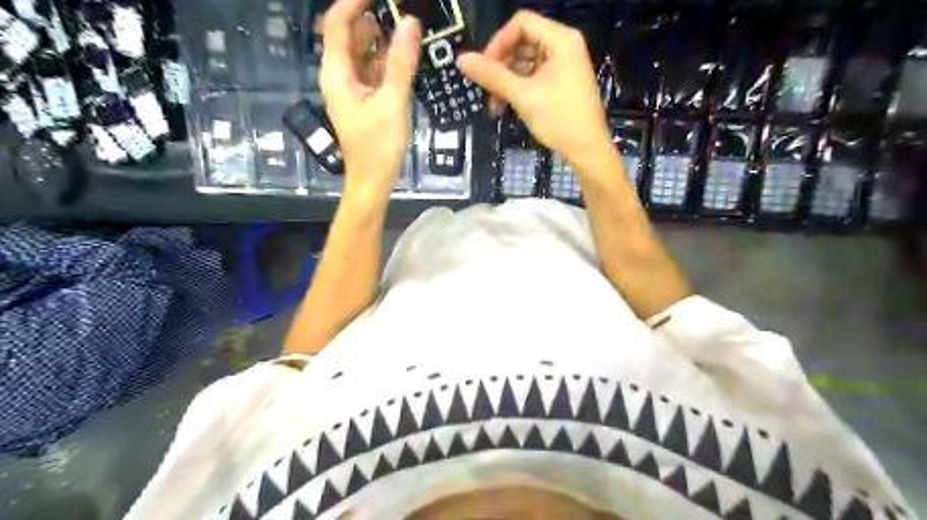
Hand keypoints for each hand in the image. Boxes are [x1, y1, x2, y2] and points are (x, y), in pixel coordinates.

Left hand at [319, 0, 420, 201]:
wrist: (372, 181)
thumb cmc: (378, 147)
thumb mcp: (392, 102)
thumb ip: (401, 63)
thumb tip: (410, 22)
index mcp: (336, 73)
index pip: (337, 22)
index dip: (354, 1)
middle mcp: (339, 75)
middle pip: (349, 34)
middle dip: (371, 16)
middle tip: (400, 10)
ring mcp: (350, 87)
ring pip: (362, 52)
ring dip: (381, 38)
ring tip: (406, 28)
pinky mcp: (362, 99)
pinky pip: (371, 70)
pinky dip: (385, 59)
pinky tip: (404, 56)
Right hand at [458, 10, 612, 163]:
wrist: (587, 151)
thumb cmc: (559, 119)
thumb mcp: (522, 96)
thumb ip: (492, 76)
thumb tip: (461, 59)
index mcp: (561, 40)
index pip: (521, 23)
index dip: (498, 43)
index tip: (484, 69)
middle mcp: (564, 46)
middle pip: (523, 42)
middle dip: (501, 66)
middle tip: (488, 90)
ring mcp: (564, 66)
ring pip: (526, 62)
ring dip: (507, 81)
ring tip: (496, 105)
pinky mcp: (562, 83)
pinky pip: (534, 76)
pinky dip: (519, 88)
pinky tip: (508, 106)